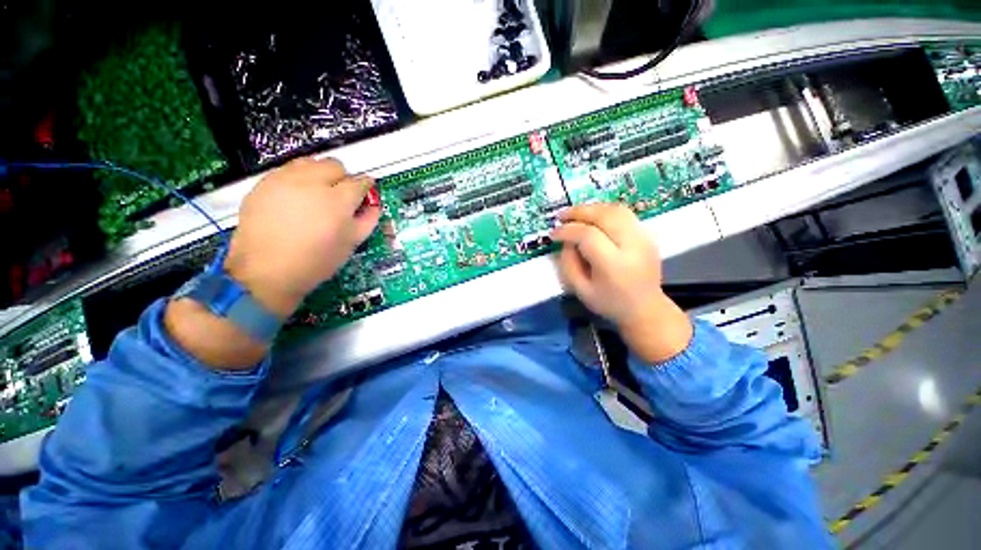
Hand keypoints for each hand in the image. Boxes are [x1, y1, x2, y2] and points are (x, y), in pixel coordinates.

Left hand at [223, 157, 380, 316]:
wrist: (267, 271)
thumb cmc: (317, 261)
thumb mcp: (351, 243)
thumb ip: (368, 219)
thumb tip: (374, 205)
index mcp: (338, 200)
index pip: (360, 182)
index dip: (366, 186)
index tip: (365, 193)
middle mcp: (311, 183)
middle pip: (335, 165)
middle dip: (342, 178)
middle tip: (340, 197)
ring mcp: (284, 180)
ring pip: (309, 162)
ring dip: (319, 174)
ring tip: (317, 194)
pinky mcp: (264, 184)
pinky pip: (287, 170)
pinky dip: (297, 179)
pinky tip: (296, 199)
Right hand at [550, 204, 692, 362]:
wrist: (645, 308)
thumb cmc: (610, 303)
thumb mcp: (581, 290)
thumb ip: (568, 264)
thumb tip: (566, 241)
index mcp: (614, 264)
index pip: (588, 236)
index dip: (568, 231)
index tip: (554, 234)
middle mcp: (632, 246)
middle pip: (604, 215)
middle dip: (579, 212)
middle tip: (561, 216)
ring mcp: (644, 238)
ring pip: (616, 210)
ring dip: (592, 208)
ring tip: (575, 214)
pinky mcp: (647, 235)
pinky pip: (624, 214)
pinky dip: (605, 211)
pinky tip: (593, 218)